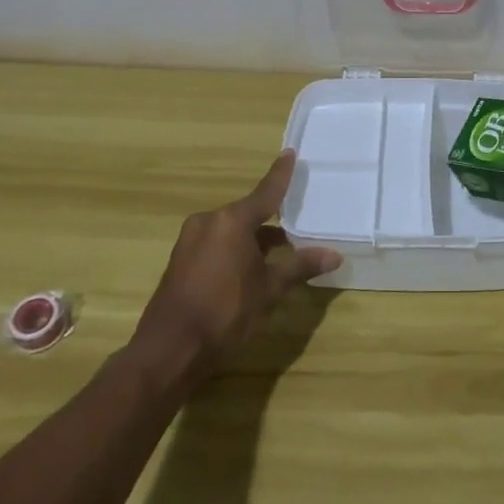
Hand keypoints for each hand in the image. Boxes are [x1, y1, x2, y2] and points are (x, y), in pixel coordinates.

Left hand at [133, 151, 341, 368]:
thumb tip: (335, 255)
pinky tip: (250, 271)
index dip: (281, 174)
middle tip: (297, 228)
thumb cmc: (225, 312)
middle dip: (272, 222)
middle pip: (248, 214)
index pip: (266, 192)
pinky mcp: (180, 262)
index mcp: (232, 221)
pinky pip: (216, 245)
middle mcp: (209, 222)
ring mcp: (190, 241)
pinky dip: (235, 251)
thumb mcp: (269, 289)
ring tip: (279, 256)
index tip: (290, 153)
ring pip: (232, 232)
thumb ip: (300, 266)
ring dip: (254, 240)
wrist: (168, 351)